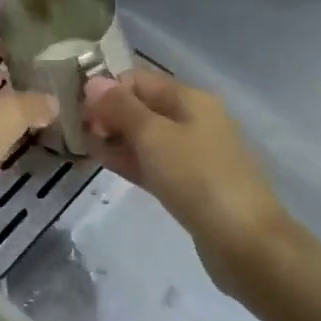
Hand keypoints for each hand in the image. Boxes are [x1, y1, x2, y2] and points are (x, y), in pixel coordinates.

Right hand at [82, 68, 295, 293]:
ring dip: (115, 138)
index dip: (107, 90)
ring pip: (145, 137)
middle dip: (108, 115)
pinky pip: (153, 162)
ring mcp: (192, 153)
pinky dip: (129, 160)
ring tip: (83, 147)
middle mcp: (192, 119)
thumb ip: (121, 107)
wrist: (244, 240)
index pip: (138, 80)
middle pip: (142, 106)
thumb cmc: (196, 177)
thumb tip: (93, 81)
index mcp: (189, 98)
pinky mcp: (189, 184)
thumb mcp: (153, 136)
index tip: (79, 111)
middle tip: (77, 132)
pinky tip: (104, 163)